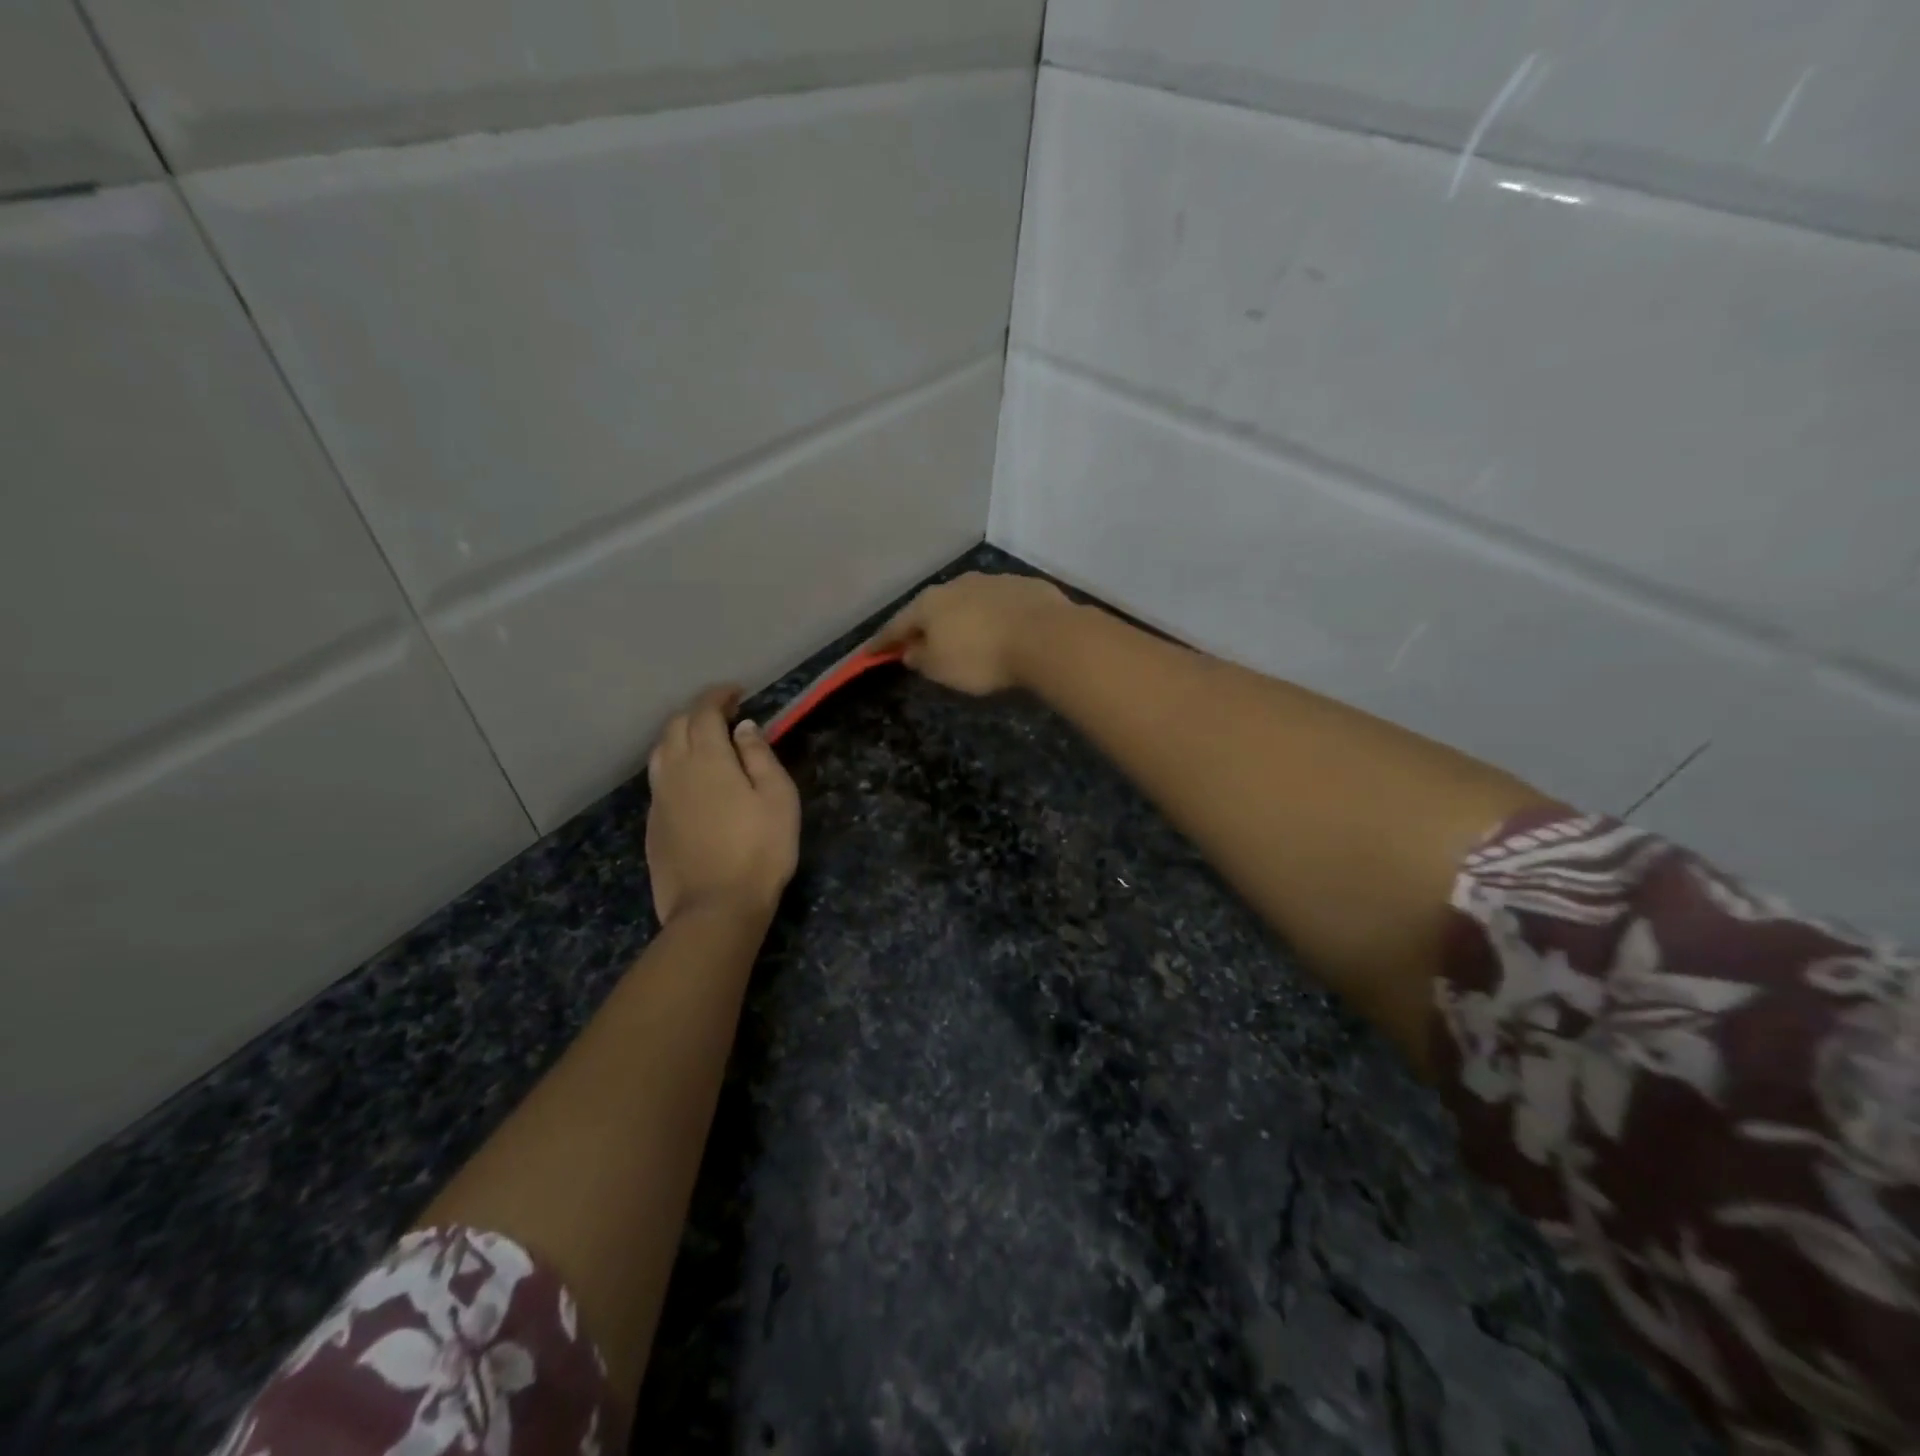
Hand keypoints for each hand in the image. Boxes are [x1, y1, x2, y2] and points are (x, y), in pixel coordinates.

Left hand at [645, 687, 799, 925]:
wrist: (715, 908)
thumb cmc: (759, 850)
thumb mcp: (778, 798)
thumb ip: (759, 756)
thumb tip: (743, 728)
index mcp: (706, 758)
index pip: (703, 711)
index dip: (718, 696)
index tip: (737, 692)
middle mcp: (674, 771)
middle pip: (675, 726)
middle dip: (698, 712)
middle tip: (725, 716)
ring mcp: (658, 800)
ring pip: (660, 752)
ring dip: (681, 736)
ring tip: (705, 744)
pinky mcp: (652, 825)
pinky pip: (659, 780)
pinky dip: (674, 765)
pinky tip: (692, 782)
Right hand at [870, 573, 1070, 696]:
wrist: (1045, 636)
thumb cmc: (981, 657)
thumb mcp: (941, 669)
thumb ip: (920, 658)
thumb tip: (910, 650)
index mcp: (929, 604)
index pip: (897, 625)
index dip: (883, 641)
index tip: (870, 653)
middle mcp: (957, 584)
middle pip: (932, 608)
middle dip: (924, 625)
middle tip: (919, 642)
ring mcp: (992, 581)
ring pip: (966, 601)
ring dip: (960, 617)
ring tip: (962, 636)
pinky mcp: (1023, 586)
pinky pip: (997, 604)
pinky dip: (991, 616)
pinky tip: (998, 629)